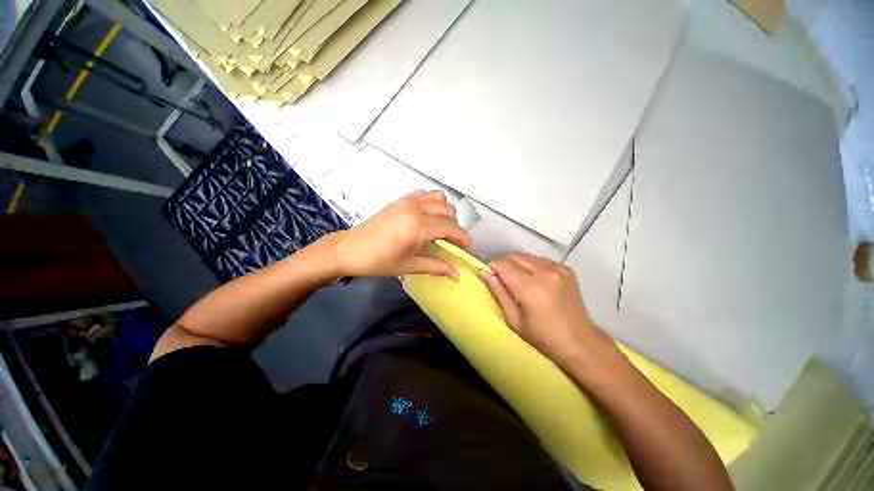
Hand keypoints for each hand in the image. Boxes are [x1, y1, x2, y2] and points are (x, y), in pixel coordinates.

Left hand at [328, 191, 471, 278]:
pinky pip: (425, 195)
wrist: (348, 249)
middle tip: (451, 243)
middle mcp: (416, 207)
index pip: (451, 227)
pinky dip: (432, 204)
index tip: (466, 248)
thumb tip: (457, 273)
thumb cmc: (378, 261)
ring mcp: (407, 201)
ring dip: (445, 213)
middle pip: (449, 211)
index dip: (462, 238)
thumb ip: (436, 266)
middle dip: (455, 227)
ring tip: (440, 229)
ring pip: (439, 199)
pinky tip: (427, 218)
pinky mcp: (401, 200)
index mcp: (418, 225)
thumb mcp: (409, 266)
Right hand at [479, 253, 607, 368]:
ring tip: (518, 281)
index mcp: (531, 288)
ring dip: (517, 264)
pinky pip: (541, 260)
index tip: (489, 276)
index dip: (492, 267)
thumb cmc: (542, 337)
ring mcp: (559, 269)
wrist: (580, 343)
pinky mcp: (566, 269)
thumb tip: (484, 273)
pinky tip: (534, 280)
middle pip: (515, 256)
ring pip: (527, 256)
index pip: (503, 264)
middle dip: (504, 264)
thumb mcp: (514, 319)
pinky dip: (532, 266)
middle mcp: (546, 273)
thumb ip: (498, 292)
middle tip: (501, 279)